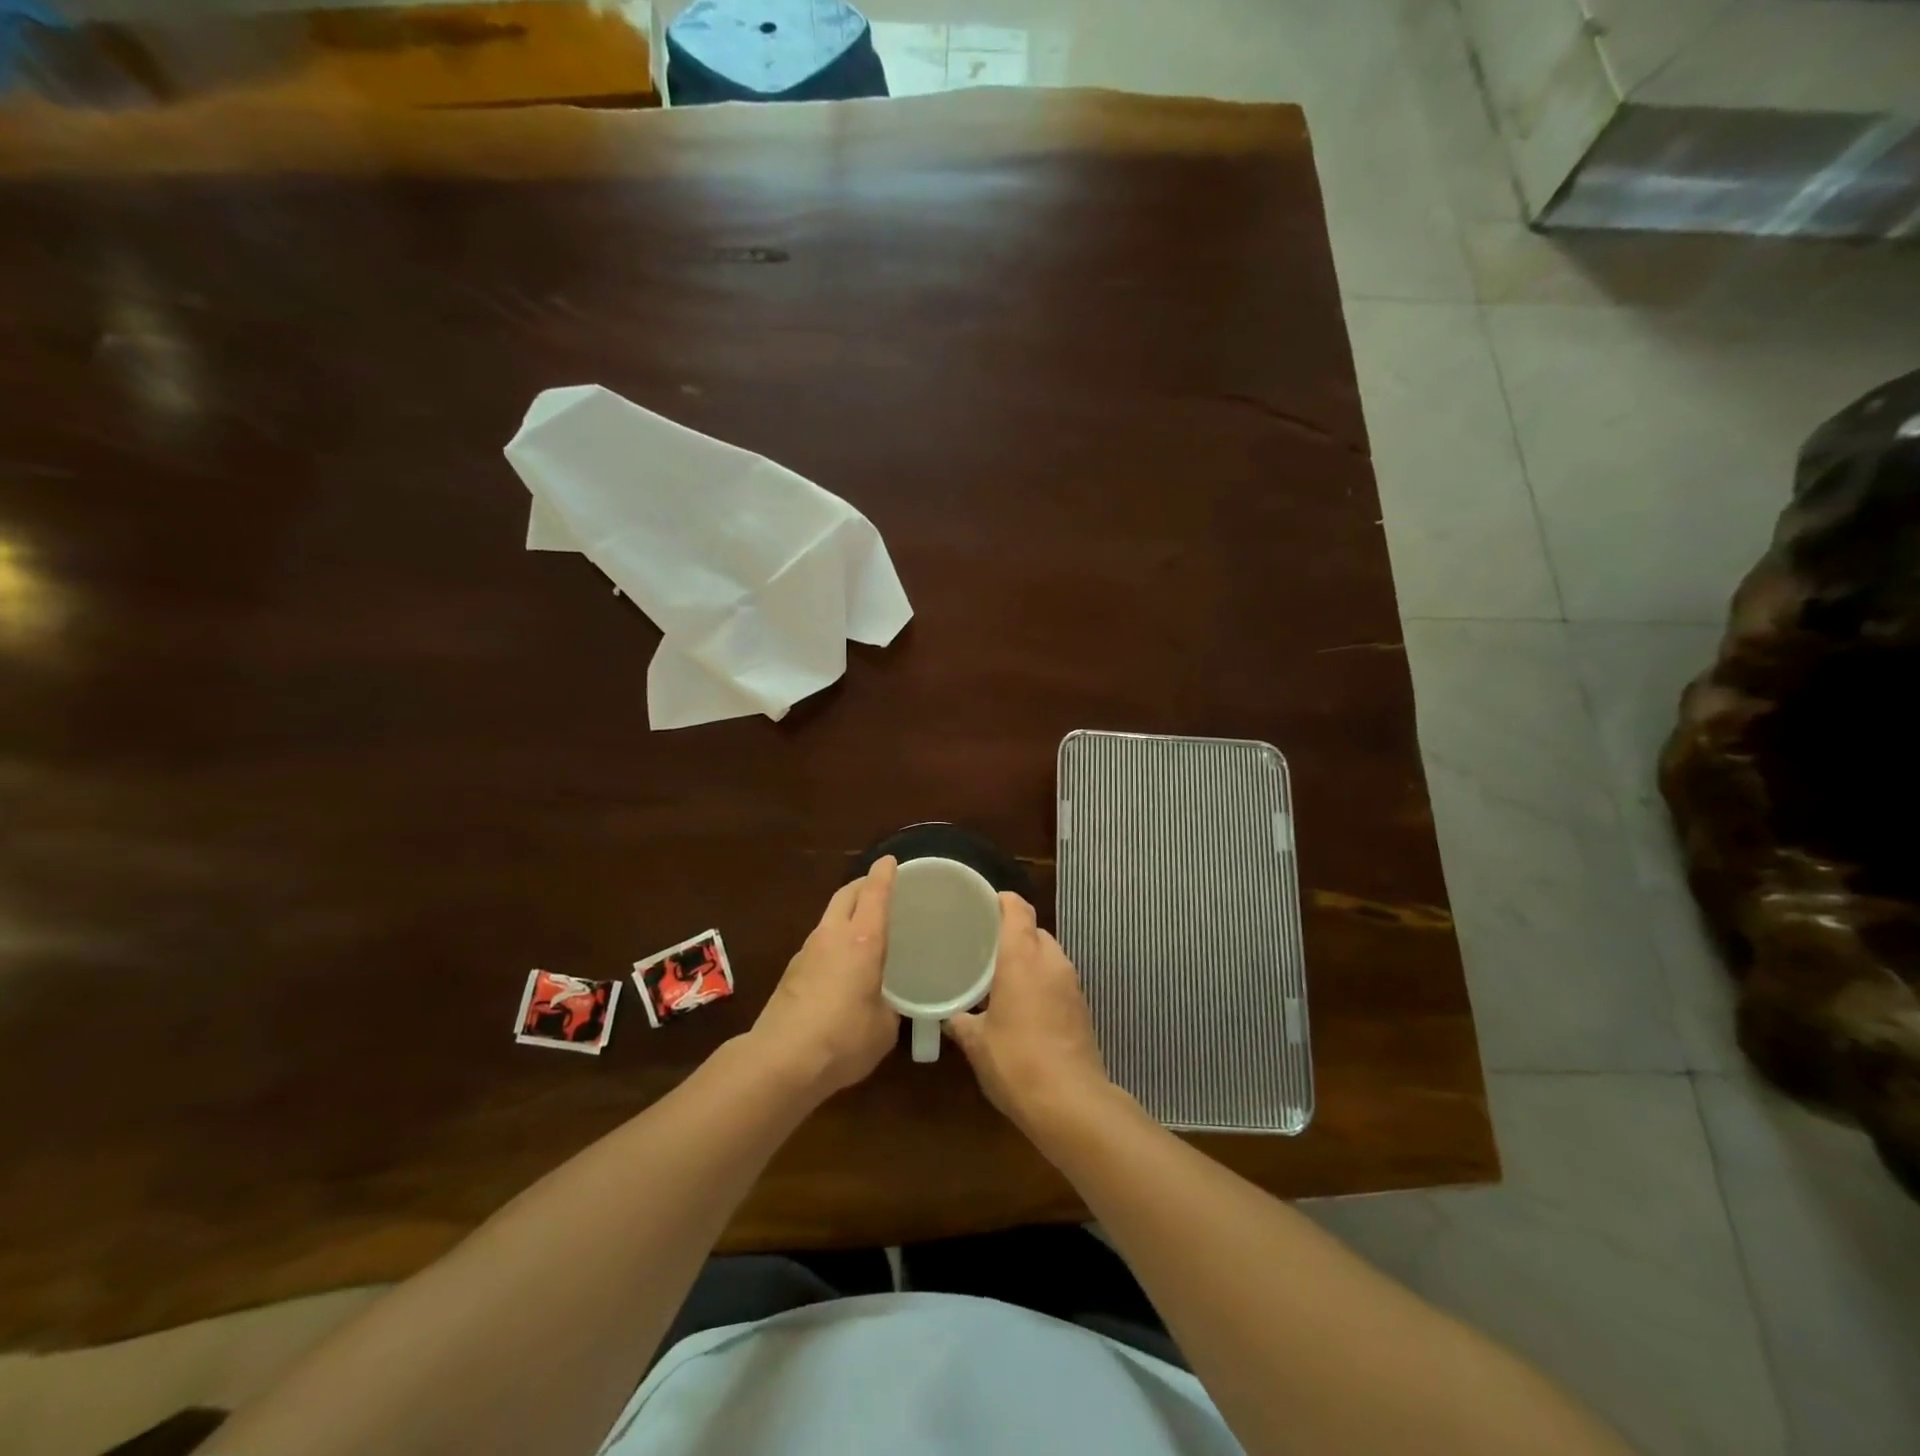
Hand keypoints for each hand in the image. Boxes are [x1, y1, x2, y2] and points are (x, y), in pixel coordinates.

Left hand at [749, 857, 899, 1099]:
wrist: (781, 1061)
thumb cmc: (844, 1038)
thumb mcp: (883, 1027)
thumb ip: (889, 1007)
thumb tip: (886, 1005)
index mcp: (862, 940)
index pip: (874, 893)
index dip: (884, 874)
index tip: (890, 860)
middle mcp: (833, 936)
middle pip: (846, 894)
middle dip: (862, 885)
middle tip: (878, 889)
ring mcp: (807, 952)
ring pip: (829, 918)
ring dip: (845, 914)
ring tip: (861, 929)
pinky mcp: (790, 972)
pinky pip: (818, 944)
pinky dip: (832, 943)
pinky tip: (840, 966)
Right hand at [946, 893, 1114, 1130]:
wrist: (1070, 1103)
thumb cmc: (1015, 1061)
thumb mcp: (976, 1042)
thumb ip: (960, 1021)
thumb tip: (948, 1014)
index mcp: (1022, 956)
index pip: (1017, 908)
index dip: (1000, 901)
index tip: (979, 907)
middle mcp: (1051, 960)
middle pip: (1033, 930)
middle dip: (1011, 934)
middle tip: (982, 947)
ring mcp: (1071, 983)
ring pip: (1048, 955)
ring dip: (1028, 959)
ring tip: (1000, 976)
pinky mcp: (1082, 1006)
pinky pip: (1057, 979)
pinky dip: (1041, 981)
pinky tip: (1023, 1004)